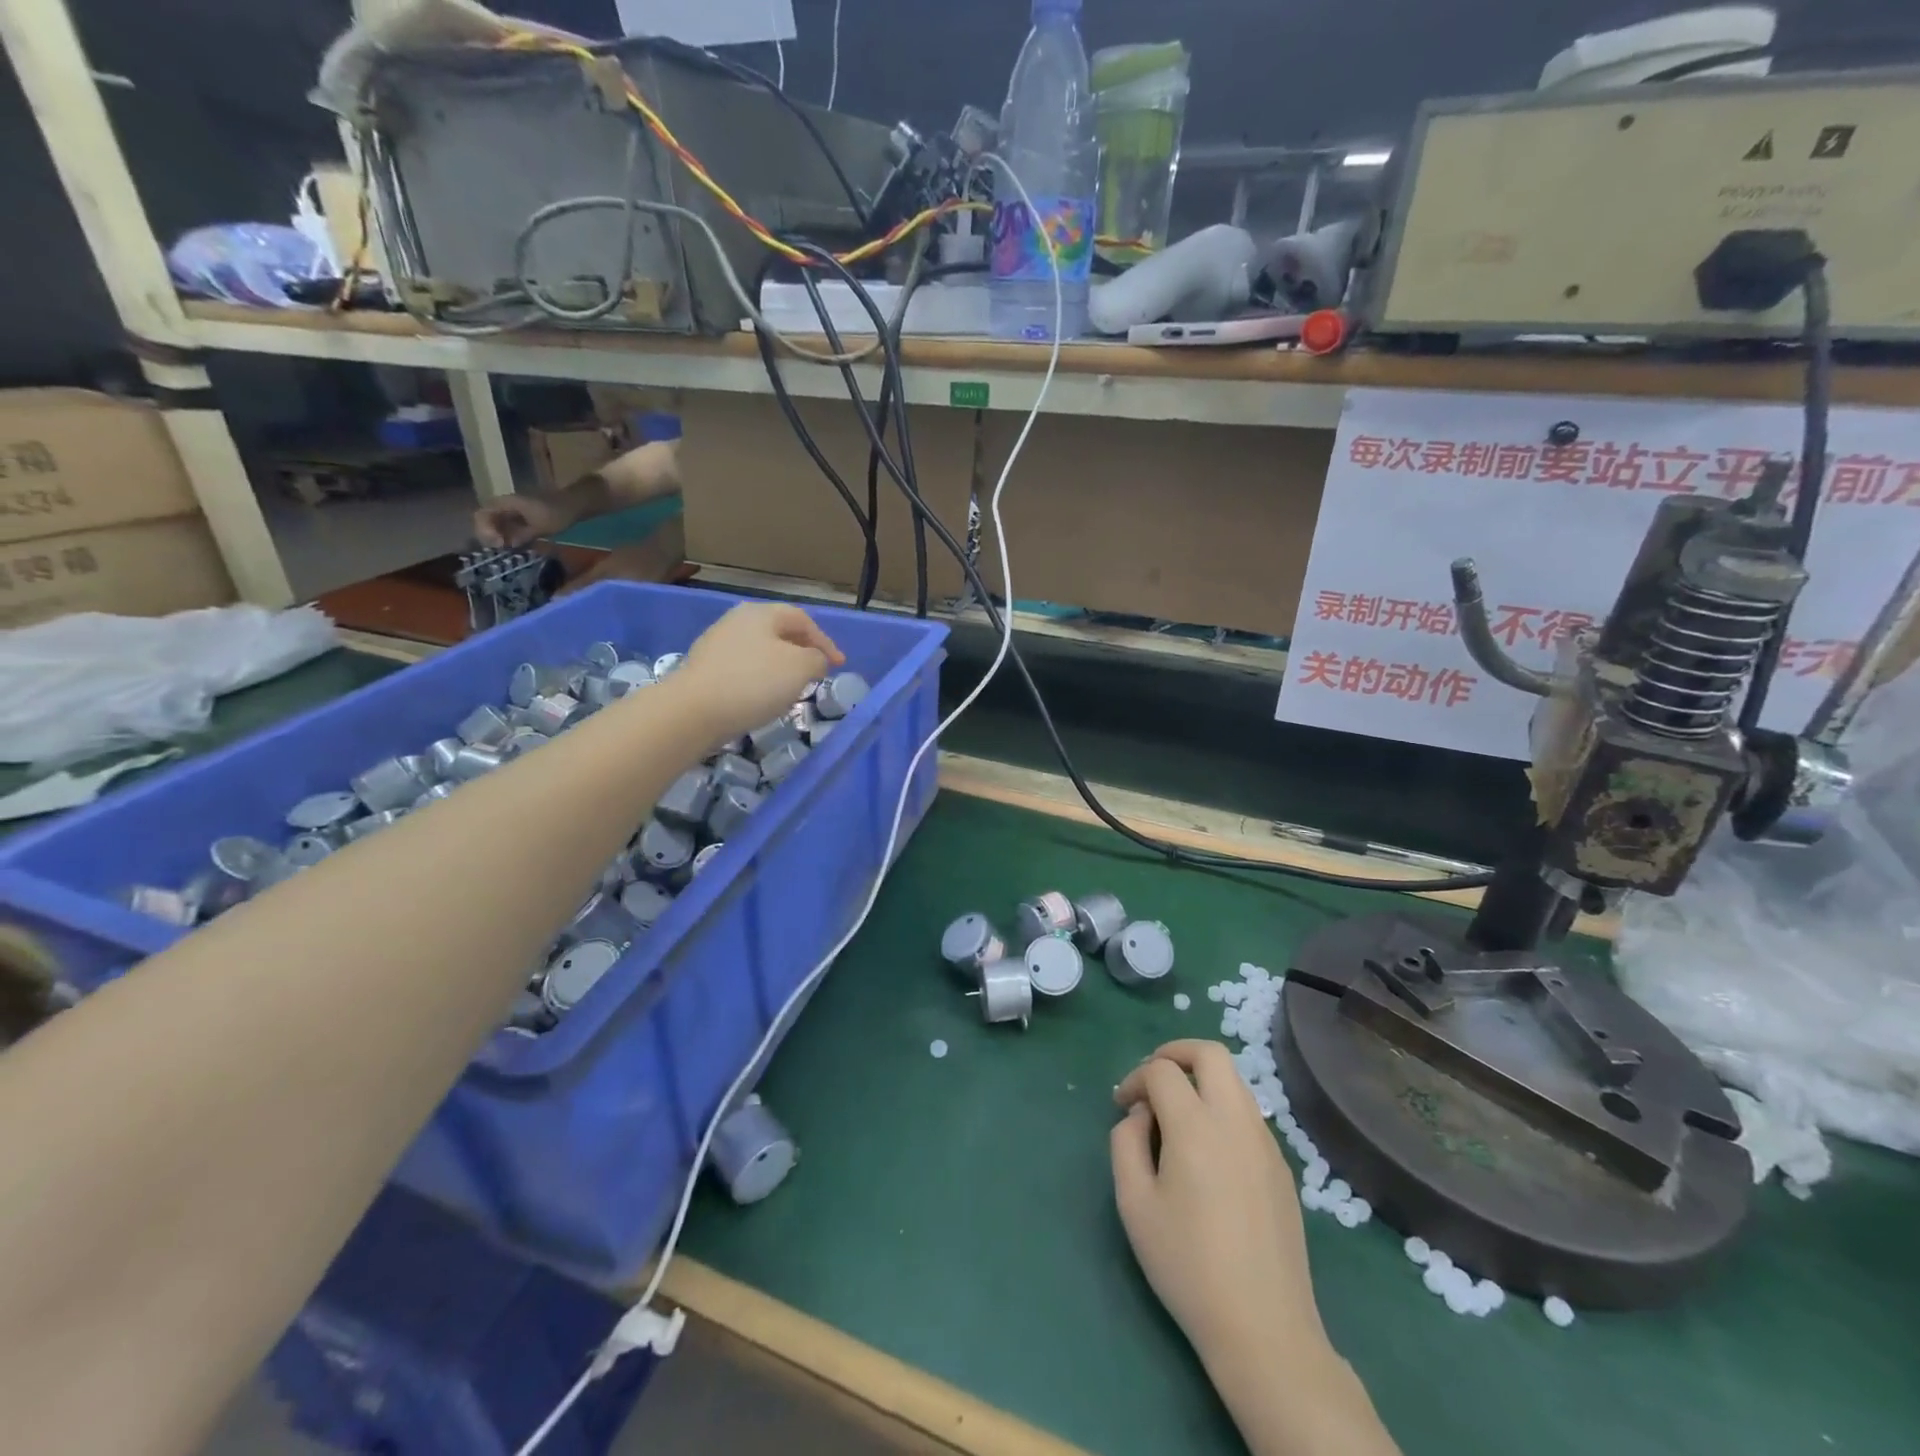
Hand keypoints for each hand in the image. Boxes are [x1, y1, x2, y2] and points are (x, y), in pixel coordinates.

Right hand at [473, 494, 570, 547]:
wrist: (574, 505)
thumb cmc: (557, 513)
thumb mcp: (540, 527)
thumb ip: (521, 535)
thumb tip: (507, 544)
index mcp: (506, 503)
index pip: (482, 515)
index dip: (485, 530)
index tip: (499, 543)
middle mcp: (505, 505)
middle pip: (485, 520)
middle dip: (489, 536)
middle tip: (501, 549)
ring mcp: (512, 511)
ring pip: (496, 525)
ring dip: (498, 537)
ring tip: (506, 550)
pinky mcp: (520, 517)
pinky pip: (507, 527)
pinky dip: (507, 537)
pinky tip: (514, 547)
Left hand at [676, 604, 843, 742]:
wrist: (692, 711)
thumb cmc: (753, 682)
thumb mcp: (800, 668)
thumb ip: (816, 659)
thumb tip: (814, 660)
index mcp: (761, 613)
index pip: (803, 619)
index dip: (825, 641)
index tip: (839, 665)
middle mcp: (737, 621)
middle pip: (779, 632)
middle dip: (802, 651)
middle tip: (817, 672)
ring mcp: (717, 643)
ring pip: (761, 650)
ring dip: (781, 666)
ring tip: (792, 687)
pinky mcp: (705, 668)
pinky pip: (743, 668)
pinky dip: (760, 678)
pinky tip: (762, 697)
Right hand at [1112, 1041, 1321, 1362]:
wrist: (1263, 1328)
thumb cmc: (1187, 1265)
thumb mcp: (1134, 1204)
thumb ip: (1126, 1143)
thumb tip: (1140, 1115)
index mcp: (1196, 1126)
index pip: (1162, 1070)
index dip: (1135, 1077)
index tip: (1122, 1105)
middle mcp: (1235, 1120)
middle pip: (1210, 1053)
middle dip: (1176, 1053)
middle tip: (1153, 1078)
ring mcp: (1265, 1142)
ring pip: (1234, 1080)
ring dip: (1202, 1080)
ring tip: (1177, 1114)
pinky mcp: (1282, 1167)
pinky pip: (1248, 1114)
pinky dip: (1222, 1109)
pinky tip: (1208, 1151)